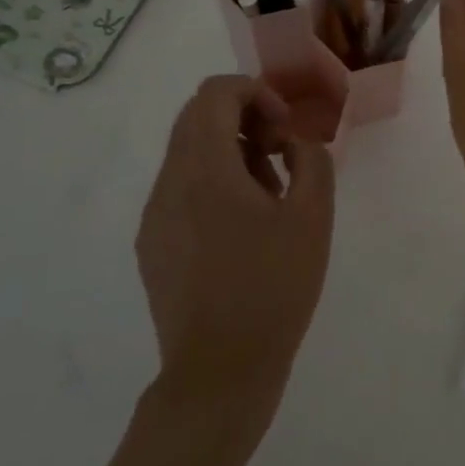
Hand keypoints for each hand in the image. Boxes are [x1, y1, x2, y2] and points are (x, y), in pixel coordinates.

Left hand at [135, 75, 335, 424]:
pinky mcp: (152, 244)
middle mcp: (169, 182)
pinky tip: (242, 228)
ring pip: (188, 153)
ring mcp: (154, 215)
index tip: (284, 129)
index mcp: (205, 169)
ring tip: (268, 196)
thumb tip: (293, 143)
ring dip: (230, 152)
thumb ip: (311, 160)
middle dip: (244, 120)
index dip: (256, 93)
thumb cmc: (272, 288)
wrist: (220, 373)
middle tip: (280, 156)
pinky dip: (212, 183)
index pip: (215, 93)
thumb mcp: (312, 217)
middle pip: (197, 117)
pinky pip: (180, 188)